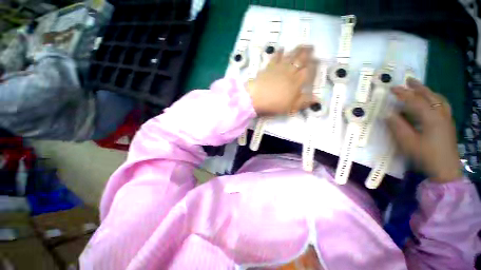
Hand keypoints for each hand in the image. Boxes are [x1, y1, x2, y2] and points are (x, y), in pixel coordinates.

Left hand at [246, 46, 316, 115]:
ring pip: (290, 56)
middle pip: (300, 60)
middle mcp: (289, 72)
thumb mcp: (290, 107)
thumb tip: (317, 99)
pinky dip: (279, 52)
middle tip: (312, 47)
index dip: (313, 66)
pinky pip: (275, 57)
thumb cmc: (274, 104)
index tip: (318, 61)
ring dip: (297, 50)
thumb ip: (303, 102)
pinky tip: (282, 48)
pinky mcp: (268, 67)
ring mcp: (279, 68)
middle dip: (307, 53)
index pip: (308, 71)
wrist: (256, 98)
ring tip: (302, 45)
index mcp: (296, 82)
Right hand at [387, 78, 461, 182]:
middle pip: (430, 96)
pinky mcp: (448, 124)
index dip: (403, 93)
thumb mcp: (407, 142)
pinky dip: (435, 99)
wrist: (446, 170)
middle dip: (418, 87)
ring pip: (439, 99)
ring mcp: (447, 119)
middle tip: (408, 80)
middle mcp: (441, 114)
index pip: (414, 100)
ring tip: (420, 88)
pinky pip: (443, 105)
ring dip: (428, 91)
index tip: (392, 88)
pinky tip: (431, 102)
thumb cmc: (425, 155)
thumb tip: (388, 114)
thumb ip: (397, 126)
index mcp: (431, 117)